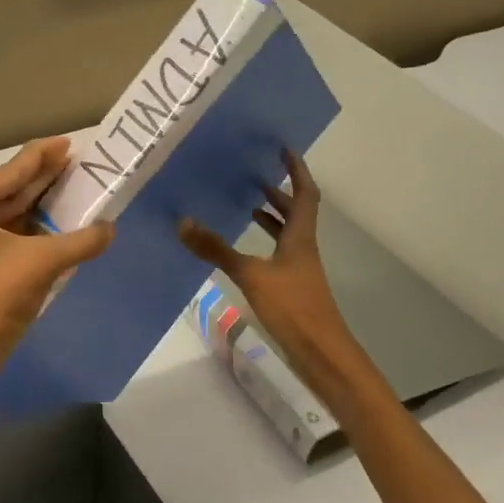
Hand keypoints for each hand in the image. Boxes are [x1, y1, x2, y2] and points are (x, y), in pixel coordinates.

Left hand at [0, 139, 114, 400]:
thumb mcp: (41, 263)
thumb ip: (80, 240)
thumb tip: (111, 228)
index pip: (9, 172)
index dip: (43, 157)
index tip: (70, 142)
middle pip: (7, 190)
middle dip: (45, 179)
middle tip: (82, 162)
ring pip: (7, 212)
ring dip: (41, 205)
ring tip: (78, 186)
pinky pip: (4, 233)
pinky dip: (31, 228)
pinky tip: (60, 219)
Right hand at [178, 149, 359, 388]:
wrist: (320, 353)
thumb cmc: (293, 307)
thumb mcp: (251, 275)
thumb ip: (216, 250)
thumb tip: (183, 223)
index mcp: (300, 237)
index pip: (305, 193)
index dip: (296, 170)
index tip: (283, 149)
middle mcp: (302, 248)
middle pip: (296, 211)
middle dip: (278, 191)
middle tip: (254, 174)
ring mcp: (298, 269)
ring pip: (286, 233)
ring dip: (270, 217)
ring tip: (245, 204)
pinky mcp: (291, 287)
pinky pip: (276, 254)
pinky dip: (262, 244)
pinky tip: (242, 251)